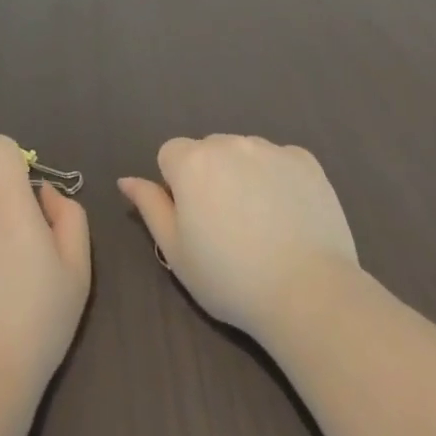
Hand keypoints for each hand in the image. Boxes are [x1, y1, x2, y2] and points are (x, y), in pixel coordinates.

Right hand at [118, 135, 358, 340]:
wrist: (307, 292)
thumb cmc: (230, 279)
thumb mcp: (176, 251)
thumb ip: (150, 207)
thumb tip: (127, 179)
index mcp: (192, 162)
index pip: (170, 155)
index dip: (176, 187)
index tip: (193, 221)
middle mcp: (229, 143)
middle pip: (208, 149)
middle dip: (210, 175)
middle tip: (226, 225)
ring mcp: (270, 148)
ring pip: (244, 152)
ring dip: (243, 174)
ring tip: (261, 223)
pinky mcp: (305, 160)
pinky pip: (280, 161)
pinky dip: (278, 179)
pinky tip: (288, 215)